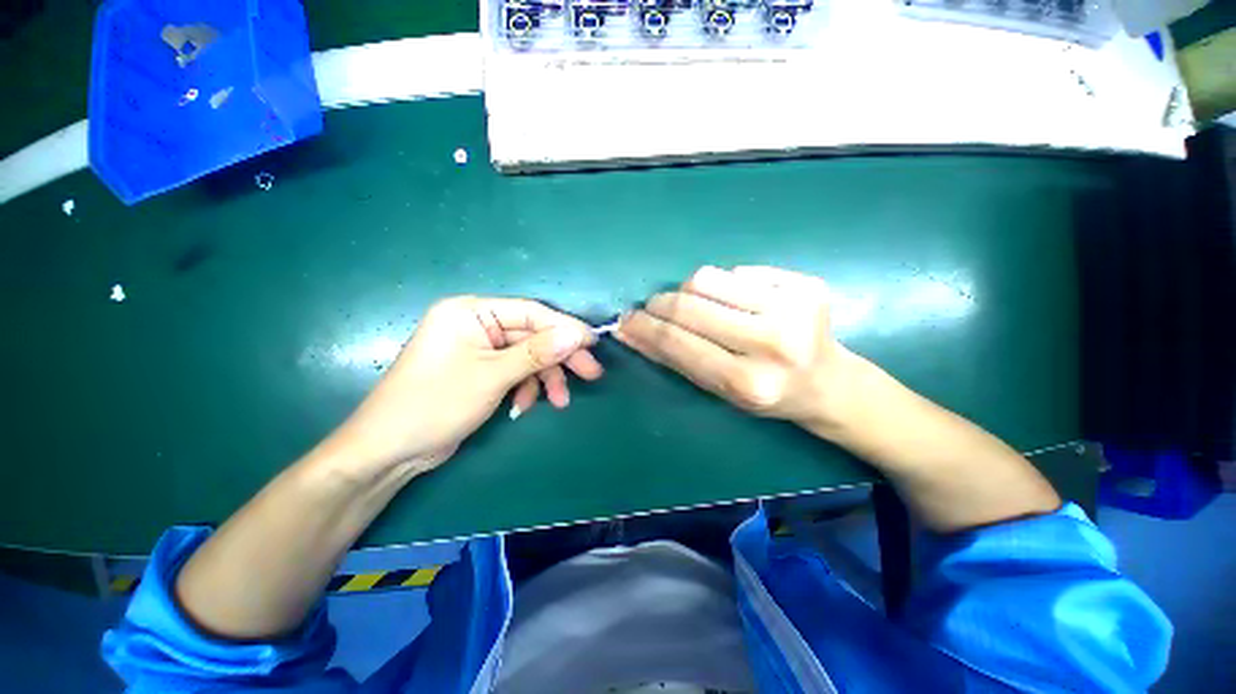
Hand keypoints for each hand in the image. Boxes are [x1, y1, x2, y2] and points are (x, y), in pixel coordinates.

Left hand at [329, 297, 601, 475]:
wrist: (390, 451)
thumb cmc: (435, 404)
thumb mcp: (493, 376)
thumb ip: (537, 353)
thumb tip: (577, 335)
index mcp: (471, 311)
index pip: (530, 312)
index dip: (565, 327)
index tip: (593, 343)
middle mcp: (476, 324)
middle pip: (532, 335)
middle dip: (560, 358)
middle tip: (591, 373)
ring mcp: (479, 348)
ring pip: (527, 356)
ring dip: (545, 378)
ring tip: (558, 401)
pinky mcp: (481, 370)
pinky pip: (515, 371)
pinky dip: (525, 387)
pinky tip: (524, 406)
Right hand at [616, 266, 854, 432]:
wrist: (829, 384)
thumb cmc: (767, 395)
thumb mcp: (717, 390)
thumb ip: (673, 358)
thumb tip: (629, 331)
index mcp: (749, 382)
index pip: (679, 343)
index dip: (645, 328)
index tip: (626, 319)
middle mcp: (773, 343)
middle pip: (691, 304)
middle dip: (660, 304)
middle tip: (653, 307)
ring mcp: (795, 308)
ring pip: (709, 278)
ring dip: (690, 290)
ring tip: (697, 305)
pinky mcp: (807, 284)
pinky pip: (739, 270)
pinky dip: (726, 284)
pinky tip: (737, 303)